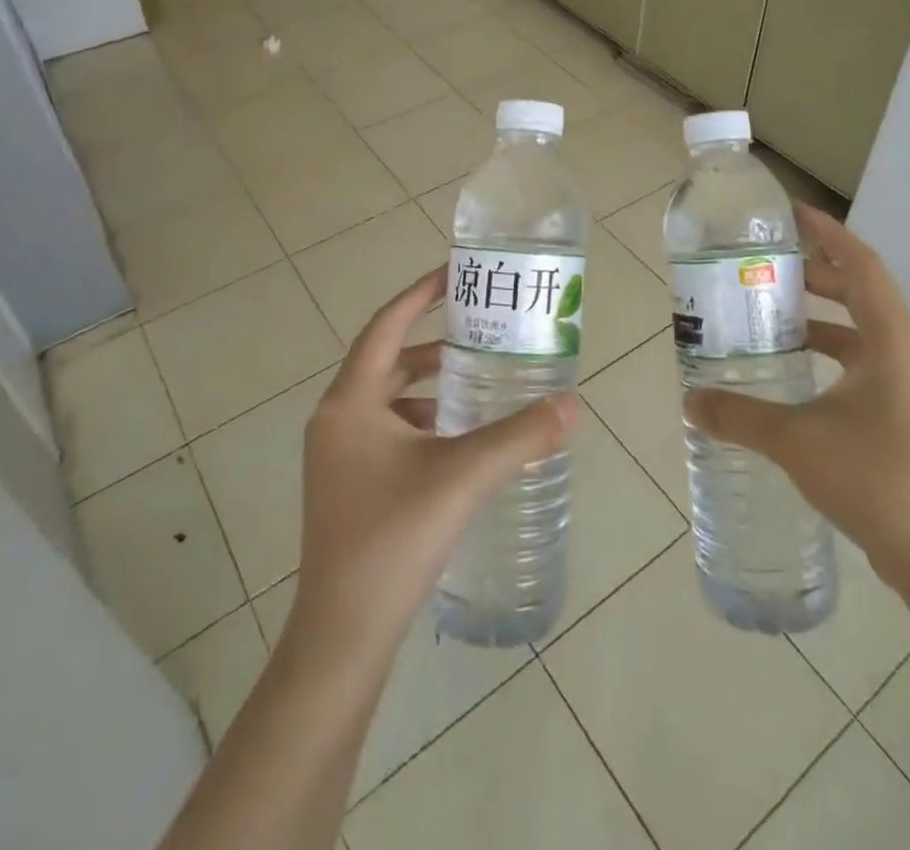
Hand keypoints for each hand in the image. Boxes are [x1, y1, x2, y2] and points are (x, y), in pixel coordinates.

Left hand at [288, 267, 580, 658]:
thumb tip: (572, 405)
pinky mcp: (346, 483)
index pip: (386, 326)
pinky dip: (420, 419)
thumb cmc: (393, 538)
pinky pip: (385, 429)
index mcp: (350, 402)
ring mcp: (337, 454)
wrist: (343, 635)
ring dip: (426, 382)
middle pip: (386, 359)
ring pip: (386, 397)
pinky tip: (456, 437)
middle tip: (479, 328)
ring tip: (475, 378)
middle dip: (432, 341)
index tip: (456, 273)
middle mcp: (336, 419)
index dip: (420, 294)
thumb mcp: (462, 477)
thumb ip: (519, 436)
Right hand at [684, 204, 909, 589]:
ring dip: (818, 312)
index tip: (791, 213)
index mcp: (889, 340)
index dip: (828, 232)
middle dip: (814, 271)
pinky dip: (824, 349)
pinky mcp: (896, 410)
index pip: (860, 264)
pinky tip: (788, 366)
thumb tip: (689, 399)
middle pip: (858, 289)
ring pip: (857, 327)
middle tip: (765, 262)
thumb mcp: (796, 440)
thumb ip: (738, 415)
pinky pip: (857, 358)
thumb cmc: (875, 479)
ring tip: (769, 308)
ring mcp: (902, 382)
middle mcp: (901, 350)